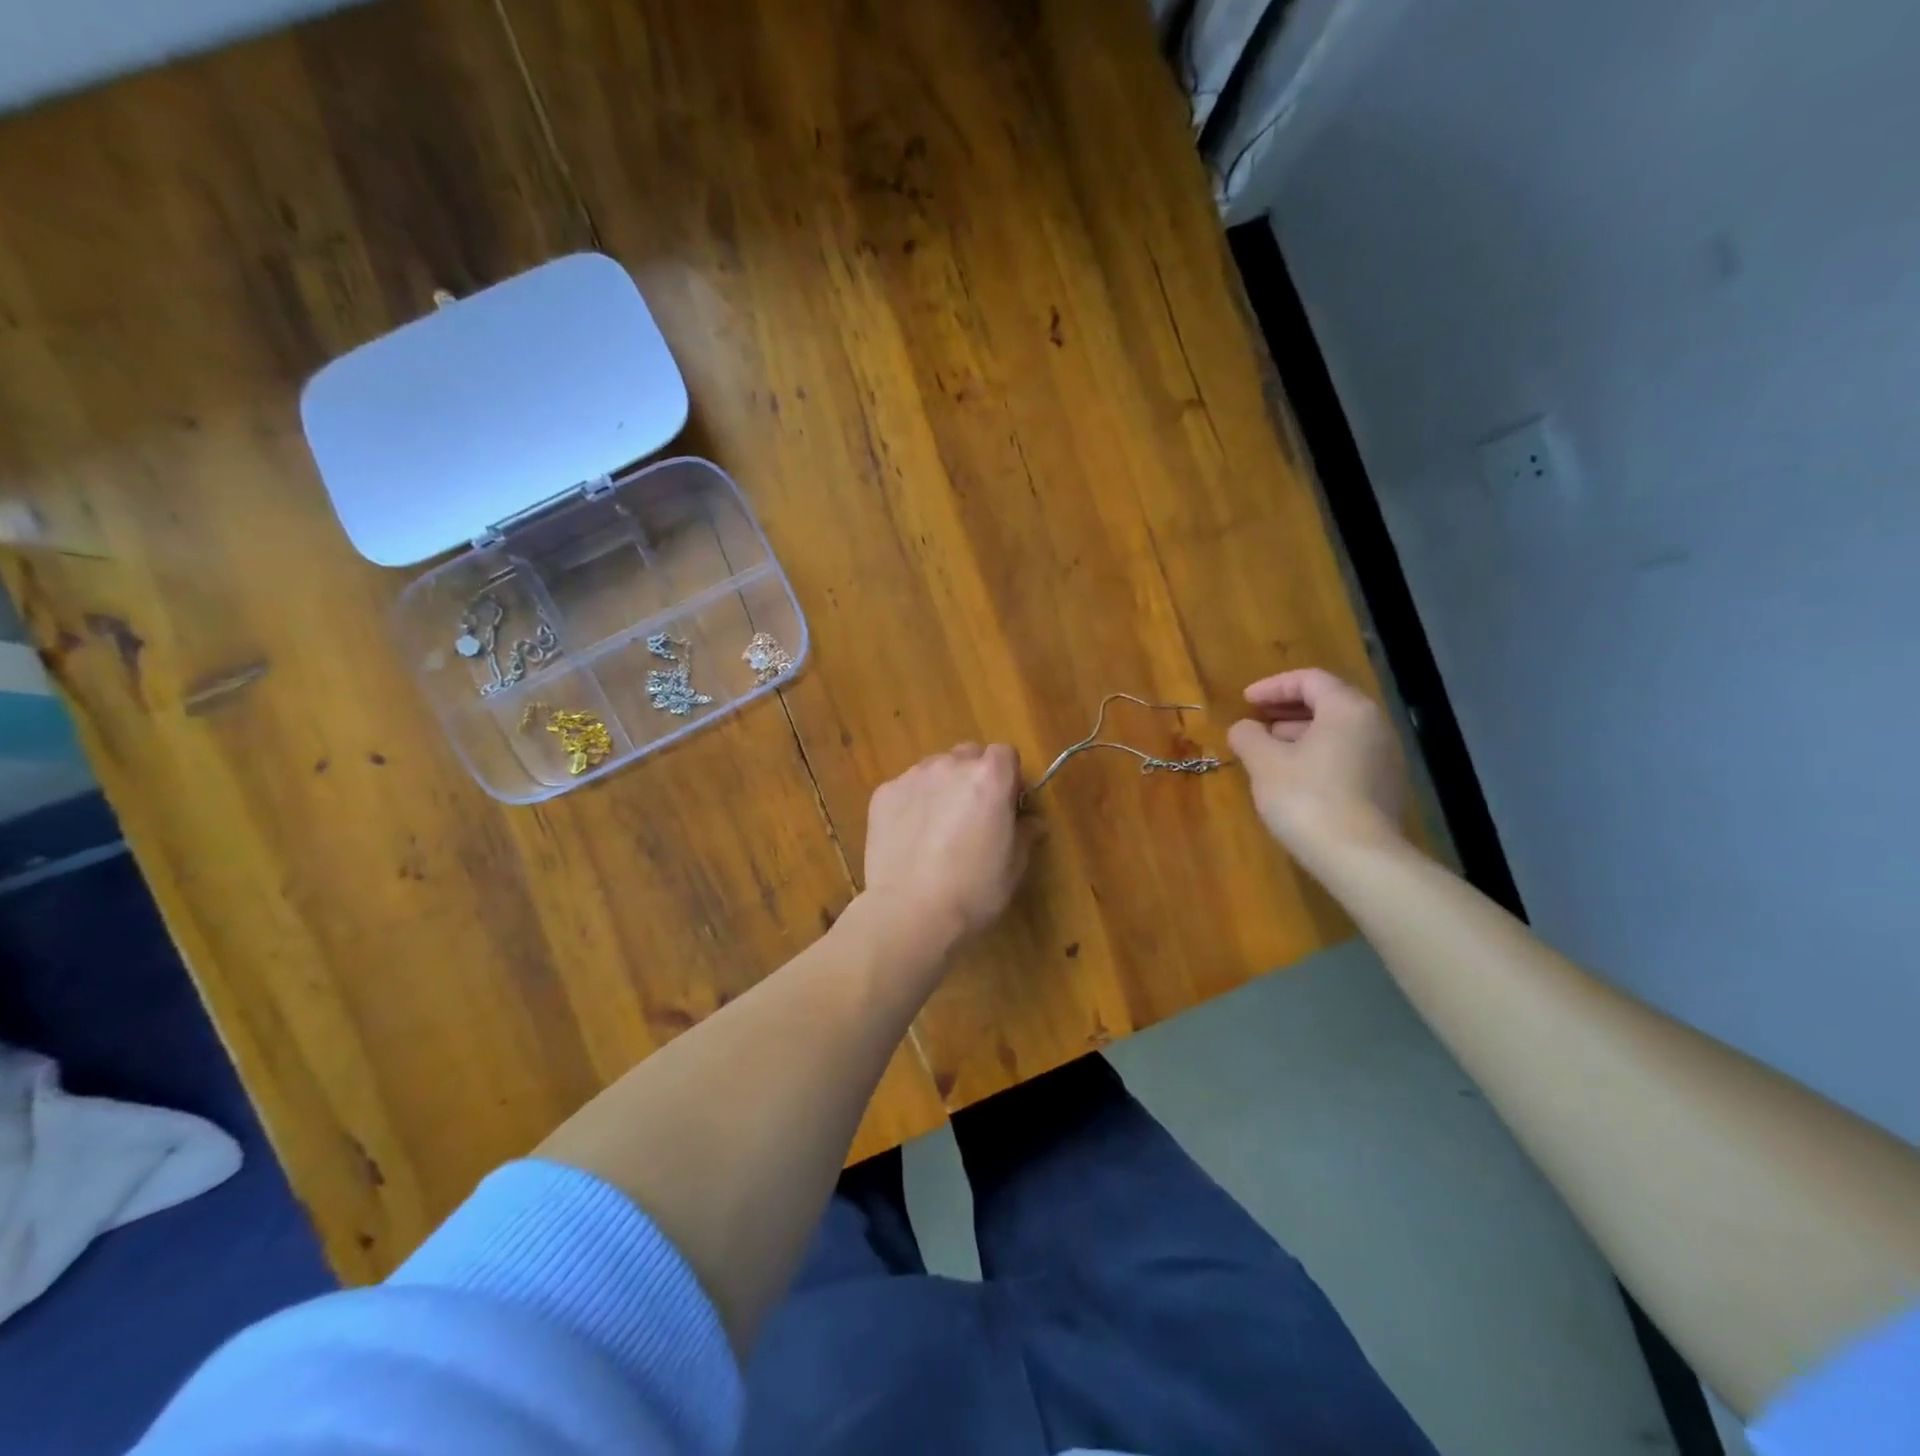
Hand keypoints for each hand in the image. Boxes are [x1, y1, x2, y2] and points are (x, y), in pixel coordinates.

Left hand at [861, 744, 1033, 954]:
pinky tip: (910, 838)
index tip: (1006, 805)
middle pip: (968, 755)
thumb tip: (1031, 821)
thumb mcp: (1014, 866)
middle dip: (974, 776)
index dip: (1008, 777)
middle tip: (973, 815)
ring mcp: (913, 777)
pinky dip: (912, 804)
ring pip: (934, 769)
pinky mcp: (883, 794)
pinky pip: (906, 789)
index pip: (1005, 753)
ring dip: (942, 787)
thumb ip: (1025, 833)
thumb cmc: (974, 891)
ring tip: (937, 828)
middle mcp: (951, 765)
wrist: (910, 913)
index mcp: (990, 777)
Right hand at [1227, 668, 1406, 855]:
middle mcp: (1374, 725)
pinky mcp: (1384, 787)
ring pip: (1338, 731)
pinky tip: (1293, 777)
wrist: (1358, 857)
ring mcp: (1385, 758)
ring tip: (1268, 751)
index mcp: (1348, 709)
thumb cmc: (1307, 798)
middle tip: (1256, 722)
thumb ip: (1248, 736)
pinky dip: (1317, 755)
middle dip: (1287, 710)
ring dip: (1300, 734)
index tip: (1245, 701)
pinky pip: (1347, 755)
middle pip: (1328, 702)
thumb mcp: (1264, 763)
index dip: (1273, 686)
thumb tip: (1244, 728)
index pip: (1310, 679)